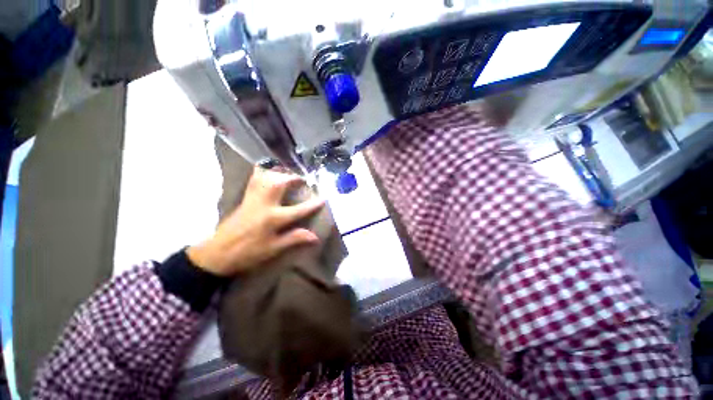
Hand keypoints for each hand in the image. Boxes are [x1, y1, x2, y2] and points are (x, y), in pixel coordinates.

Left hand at [187, 167, 324, 276]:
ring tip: (288, 174)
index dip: (313, 204)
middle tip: (303, 180)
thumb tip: (315, 237)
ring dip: (279, 173)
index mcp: (272, 219)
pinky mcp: (244, 198)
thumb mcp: (273, 249)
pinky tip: (267, 172)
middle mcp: (263, 205)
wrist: (216, 254)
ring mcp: (252, 199)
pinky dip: (261, 173)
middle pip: (279, 184)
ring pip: (265, 178)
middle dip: (293, 178)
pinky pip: (253, 180)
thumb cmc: (247, 254)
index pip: (298, 210)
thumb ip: (294, 239)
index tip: (324, 198)